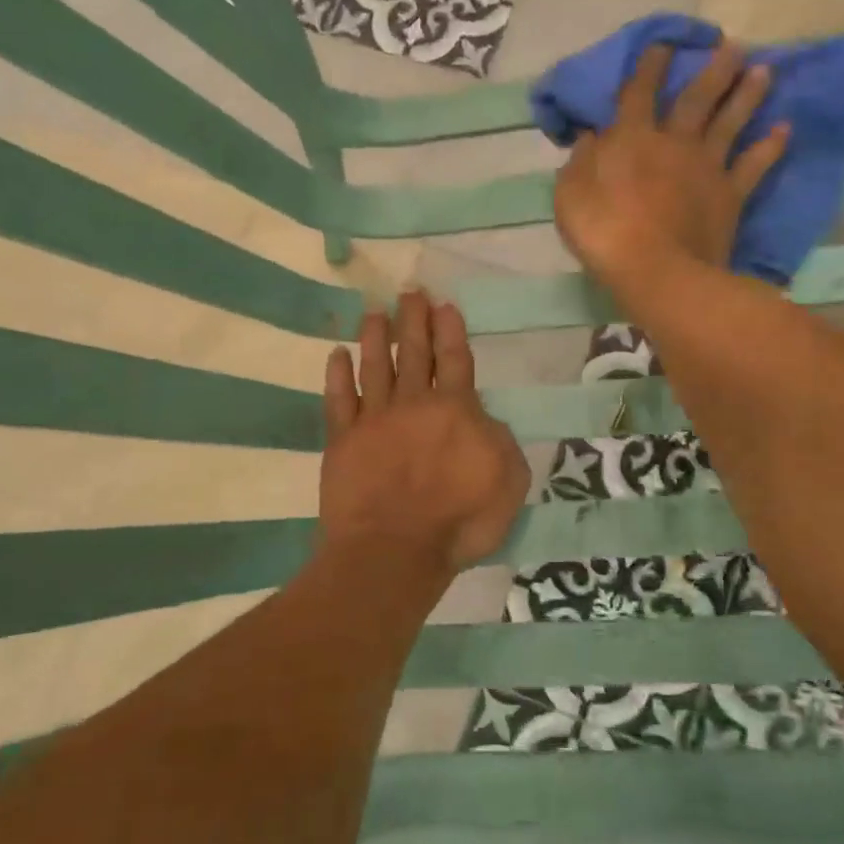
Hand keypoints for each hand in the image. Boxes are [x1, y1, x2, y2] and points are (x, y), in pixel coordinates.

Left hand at [319, 291, 528, 576]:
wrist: (393, 551)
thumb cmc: (458, 521)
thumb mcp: (508, 482)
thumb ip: (500, 441)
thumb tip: (483, 419)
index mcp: (455, 410)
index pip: (454, 359)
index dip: (449, 330)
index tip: (442, 304)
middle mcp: (413, 404)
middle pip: (414, 353)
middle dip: (414, 320)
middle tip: (410, 292)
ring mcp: (373, 420)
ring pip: (375, 367)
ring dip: (375, 337)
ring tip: (374, 312)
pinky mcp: (342, 439)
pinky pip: (338, 399)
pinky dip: (337, 375)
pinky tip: (336, 355)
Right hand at [553, 41, 789, 302]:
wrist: (657, 271)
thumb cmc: (604, 233)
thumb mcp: (571, 195)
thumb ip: (580, 161)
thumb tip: (591, 135)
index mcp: (632, 139)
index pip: (639, 93)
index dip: (650, 65)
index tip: (663, 43)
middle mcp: (674, 143)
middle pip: (696, 98)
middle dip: (714, 69)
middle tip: (734, 44)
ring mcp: (706, 168)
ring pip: (730, 122)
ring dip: (747, 95)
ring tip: (764, 69)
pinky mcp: (730, 195)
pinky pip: (754, 165)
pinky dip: (770, 147)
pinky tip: (784, 129)